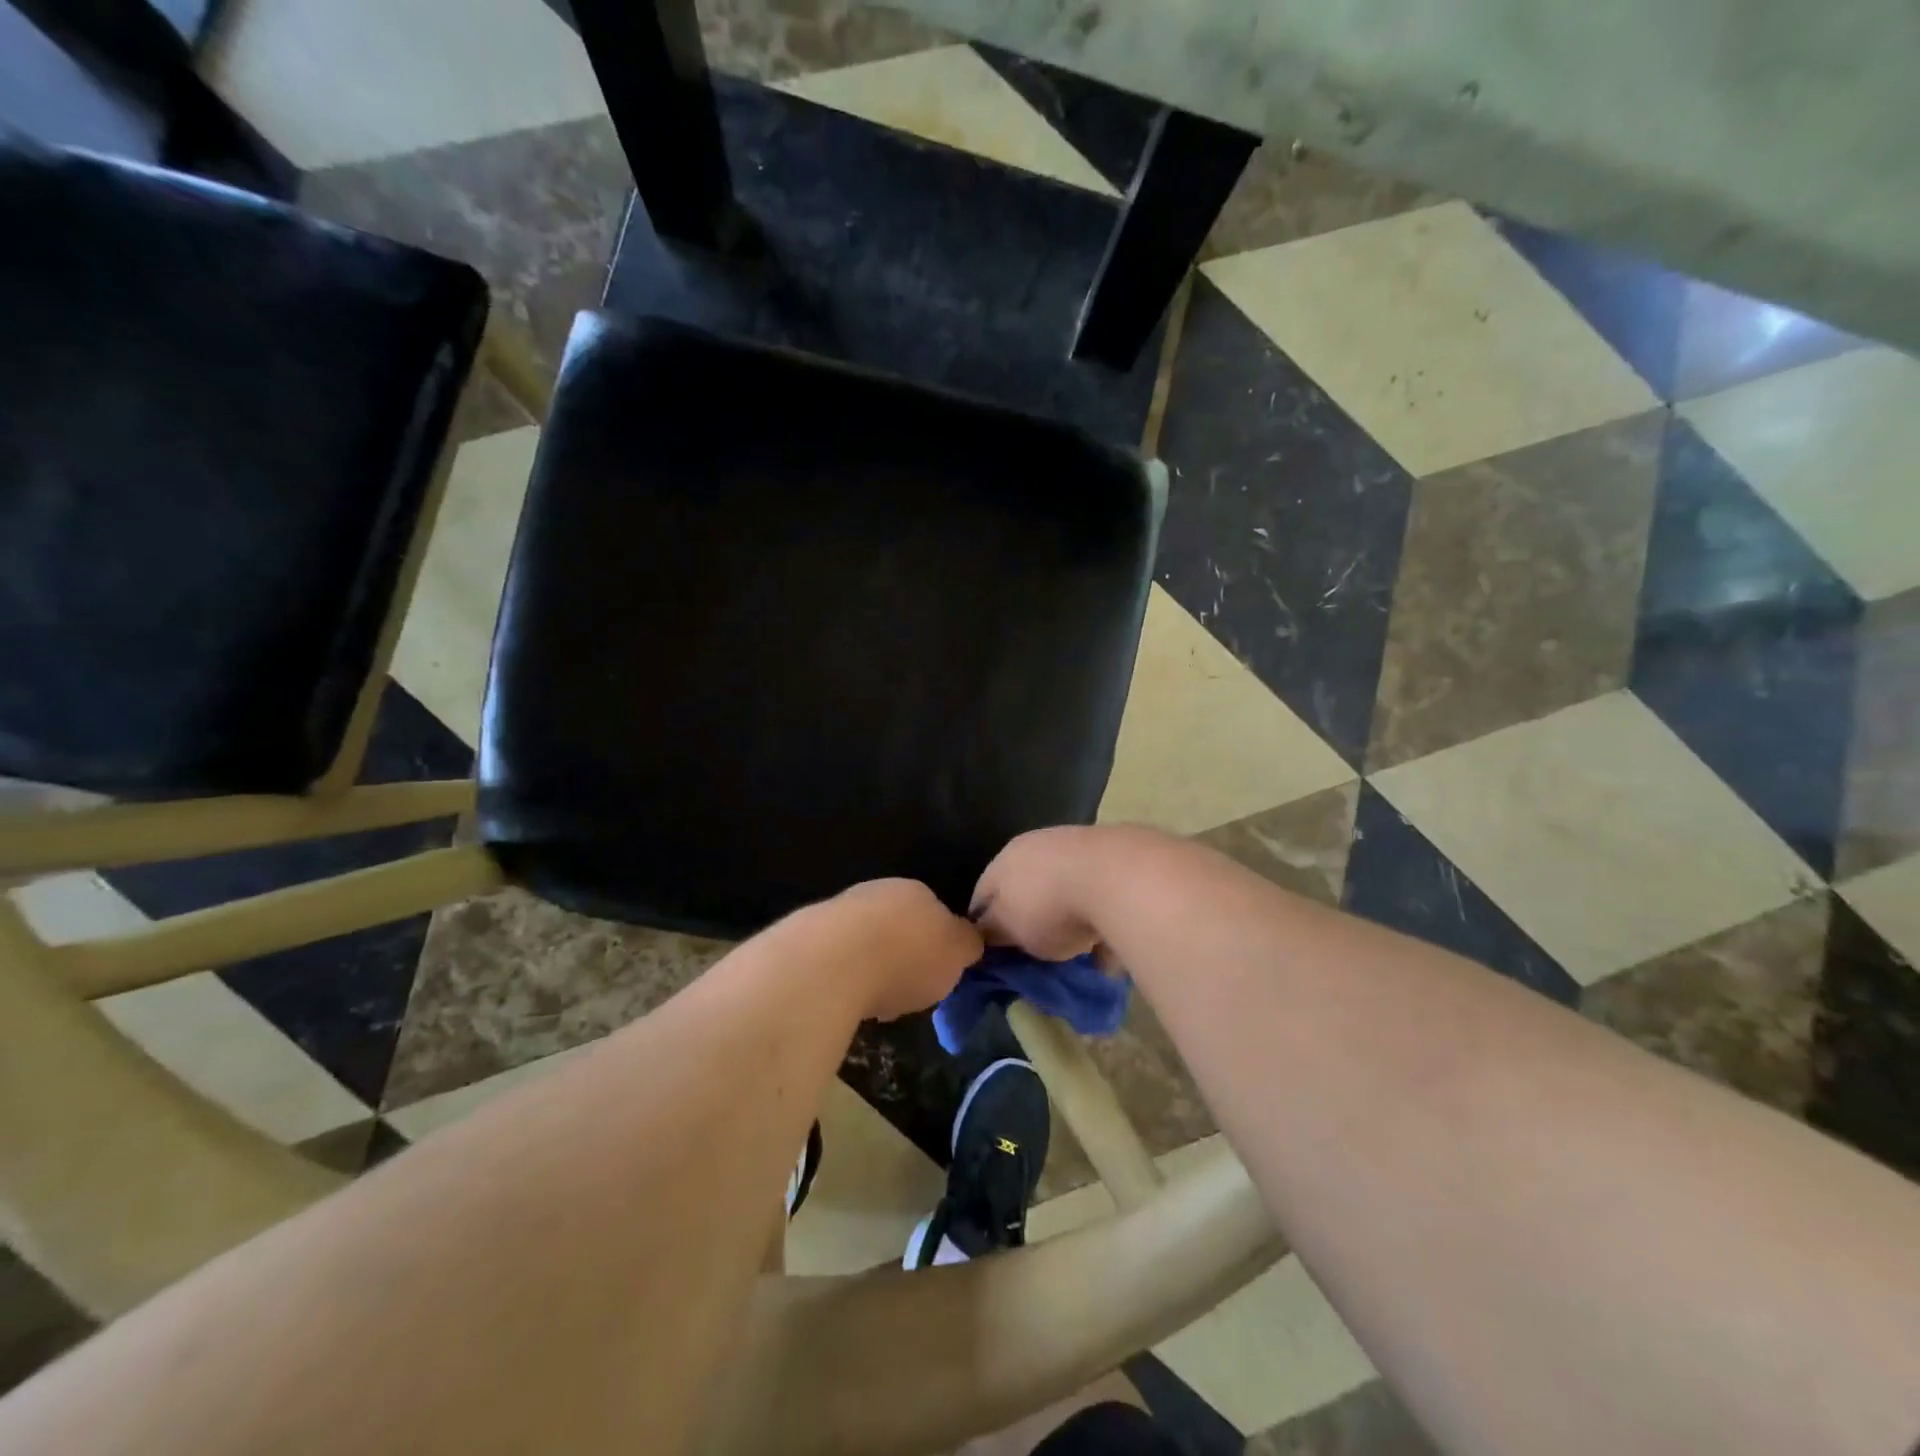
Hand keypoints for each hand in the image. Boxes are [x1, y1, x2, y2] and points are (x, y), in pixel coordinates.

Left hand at [834, 879, 983, 1021]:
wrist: (833, 962)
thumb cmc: (908, 956)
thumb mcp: (958, 952)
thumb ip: (968, 944)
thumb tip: (968, 940)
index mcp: (918, 891)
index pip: (937, 915)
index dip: (940, 948)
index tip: (938, 977)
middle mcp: (879, 892)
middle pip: (899, 928)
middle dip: (903, 957)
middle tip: (907, 992)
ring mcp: (841, 910)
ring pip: (866, 943)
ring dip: (872, 969)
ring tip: (875, 1003)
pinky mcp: (810, 936)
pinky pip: (837, 960)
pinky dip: (844, 978)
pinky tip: (845, 999)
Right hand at [969, 826, 1109, 961]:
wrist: (1117, 876)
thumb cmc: (1049, 906)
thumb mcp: (1010, 929)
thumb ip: (993, 932)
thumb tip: (984, 933)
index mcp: (1005, 859)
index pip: (982, 893)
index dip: (983, 924)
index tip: (990, 950)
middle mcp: (1037, 845)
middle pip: (1025, 887)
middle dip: (1028, 916)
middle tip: (1034, 949)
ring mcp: (1077, 846)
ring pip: (1063, 887)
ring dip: (1066, 913)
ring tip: (1075, 946)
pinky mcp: (1113, 857)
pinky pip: (1097, 893)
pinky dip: (1098, 914)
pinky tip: (1107, 940)